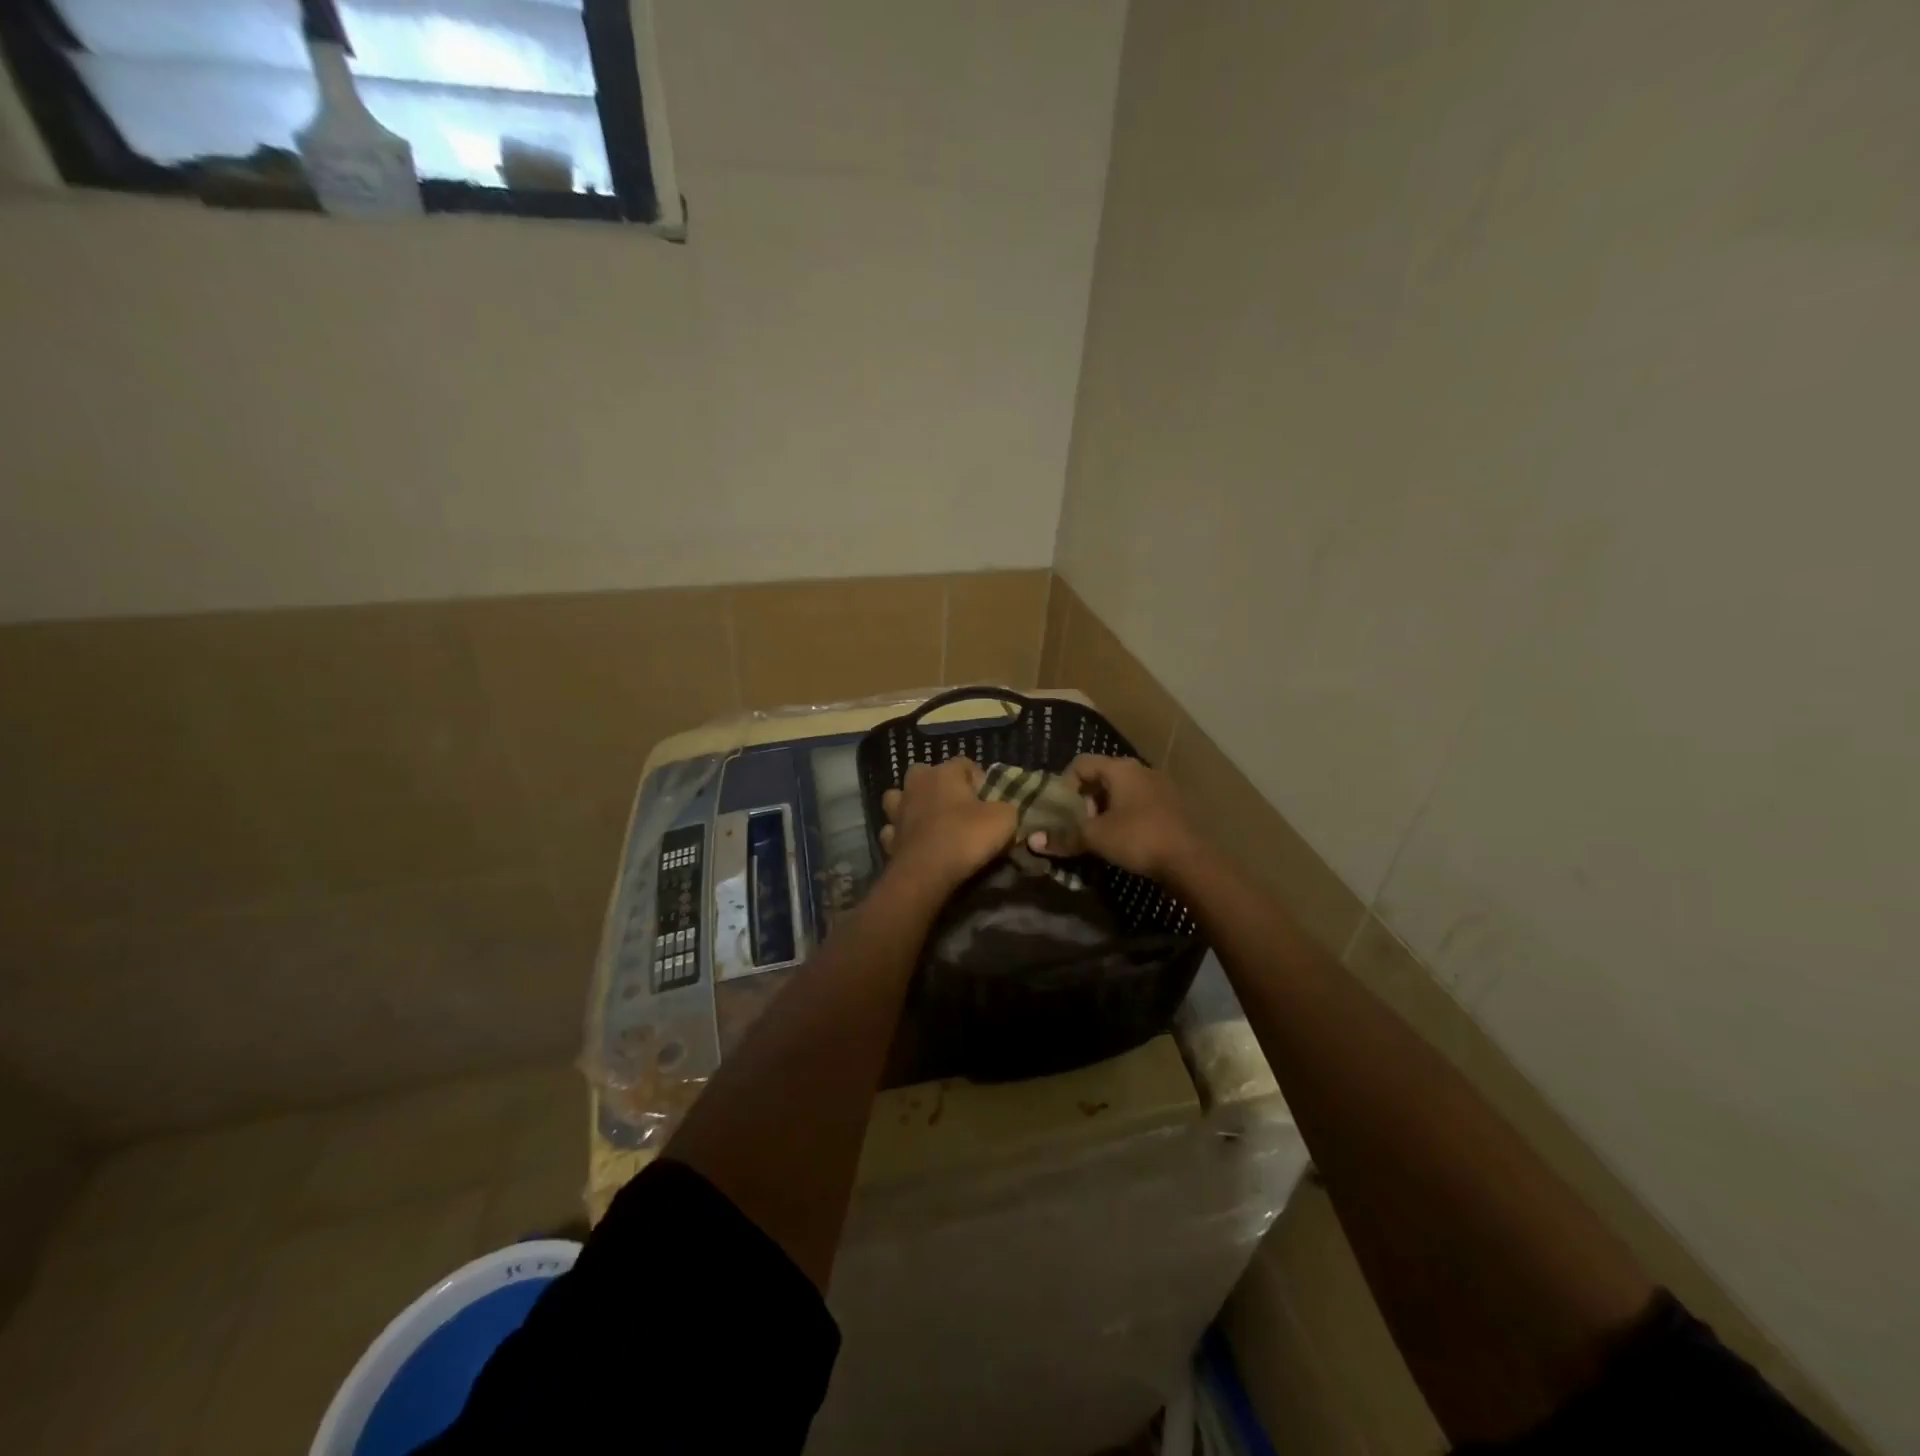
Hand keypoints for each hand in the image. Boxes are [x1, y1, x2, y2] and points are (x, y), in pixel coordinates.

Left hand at [879, 757, 1016, 893]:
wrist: (926, 873)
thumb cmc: (966, 837)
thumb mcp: (1004, 819)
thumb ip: (1005, 807)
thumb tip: (1000, 809)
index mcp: (944, 773)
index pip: (964, 763)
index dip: (979, 779)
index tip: (989, 800)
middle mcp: (916, 784)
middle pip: (926, 773)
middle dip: (939, 786)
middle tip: (957, 807)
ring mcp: (897, 810)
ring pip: (900, 797)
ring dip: (912, 805)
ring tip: (929, 820)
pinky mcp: (888, 837)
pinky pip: (893, 829)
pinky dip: (902, 833)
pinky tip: (914, 843)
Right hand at [1046, 754, 1198, 880]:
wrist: (1189, 861)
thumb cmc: (1137, 838)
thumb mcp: (1095, 837)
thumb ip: (1063, 836)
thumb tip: (1031, 841)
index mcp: (1120, 768)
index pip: (1080, 764)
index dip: (1065, 785)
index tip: (1063, 812)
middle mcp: (1140, 769)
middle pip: (1100, 776)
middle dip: (1085, 800)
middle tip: (1080, 825)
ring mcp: (1159, 786)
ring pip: (1120, 791)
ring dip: (1105, 809)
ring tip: (1100, 834)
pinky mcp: (1171, 805)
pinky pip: (1138, 802)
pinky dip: (1125, 815)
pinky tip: (1124, 838)